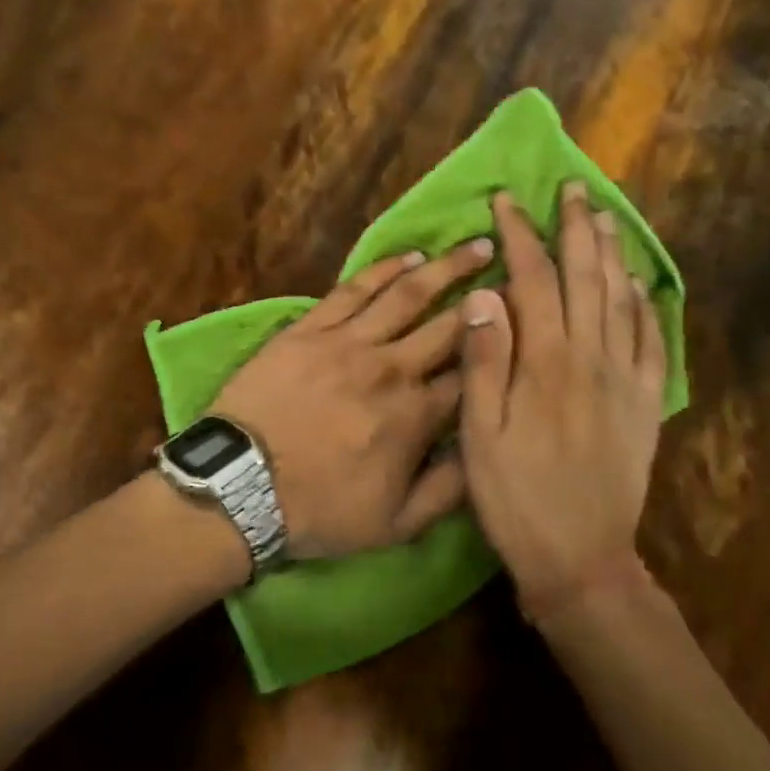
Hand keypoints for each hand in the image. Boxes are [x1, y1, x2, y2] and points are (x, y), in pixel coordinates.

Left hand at [212, 238, 494, 559]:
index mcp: (417, 416)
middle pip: (451, 325)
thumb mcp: (396, 524)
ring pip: (407, 296)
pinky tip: (408, 256)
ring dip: (446, 268)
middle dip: (490, 297)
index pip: (474, 375)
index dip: (505, 347)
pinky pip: (353, 289)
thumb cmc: (320, 510)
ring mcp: (349, 343)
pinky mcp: (311, 329)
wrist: (241, 487)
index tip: (528, 324)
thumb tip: (487, 451)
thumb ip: (449, 489)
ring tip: (478, 246)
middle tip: (518, 269)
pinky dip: (383, 269)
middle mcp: (392, 369)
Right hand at [458, 184, 668, 616]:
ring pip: (623, 301)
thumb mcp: (481, 435)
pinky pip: (653, 343)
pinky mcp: (646, 405)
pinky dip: (647, 307)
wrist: (581, 558)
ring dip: (613, 255)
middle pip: (587, 278)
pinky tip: (641, 288)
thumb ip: (484, 362)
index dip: (520, 237)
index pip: (534, 280)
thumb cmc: (517, 497)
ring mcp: (626, 380)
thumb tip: (485, 295)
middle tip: (572, 190)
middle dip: (577, 230)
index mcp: (547, 363)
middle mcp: (592, 359)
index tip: (507, 202)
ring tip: (606, 219)